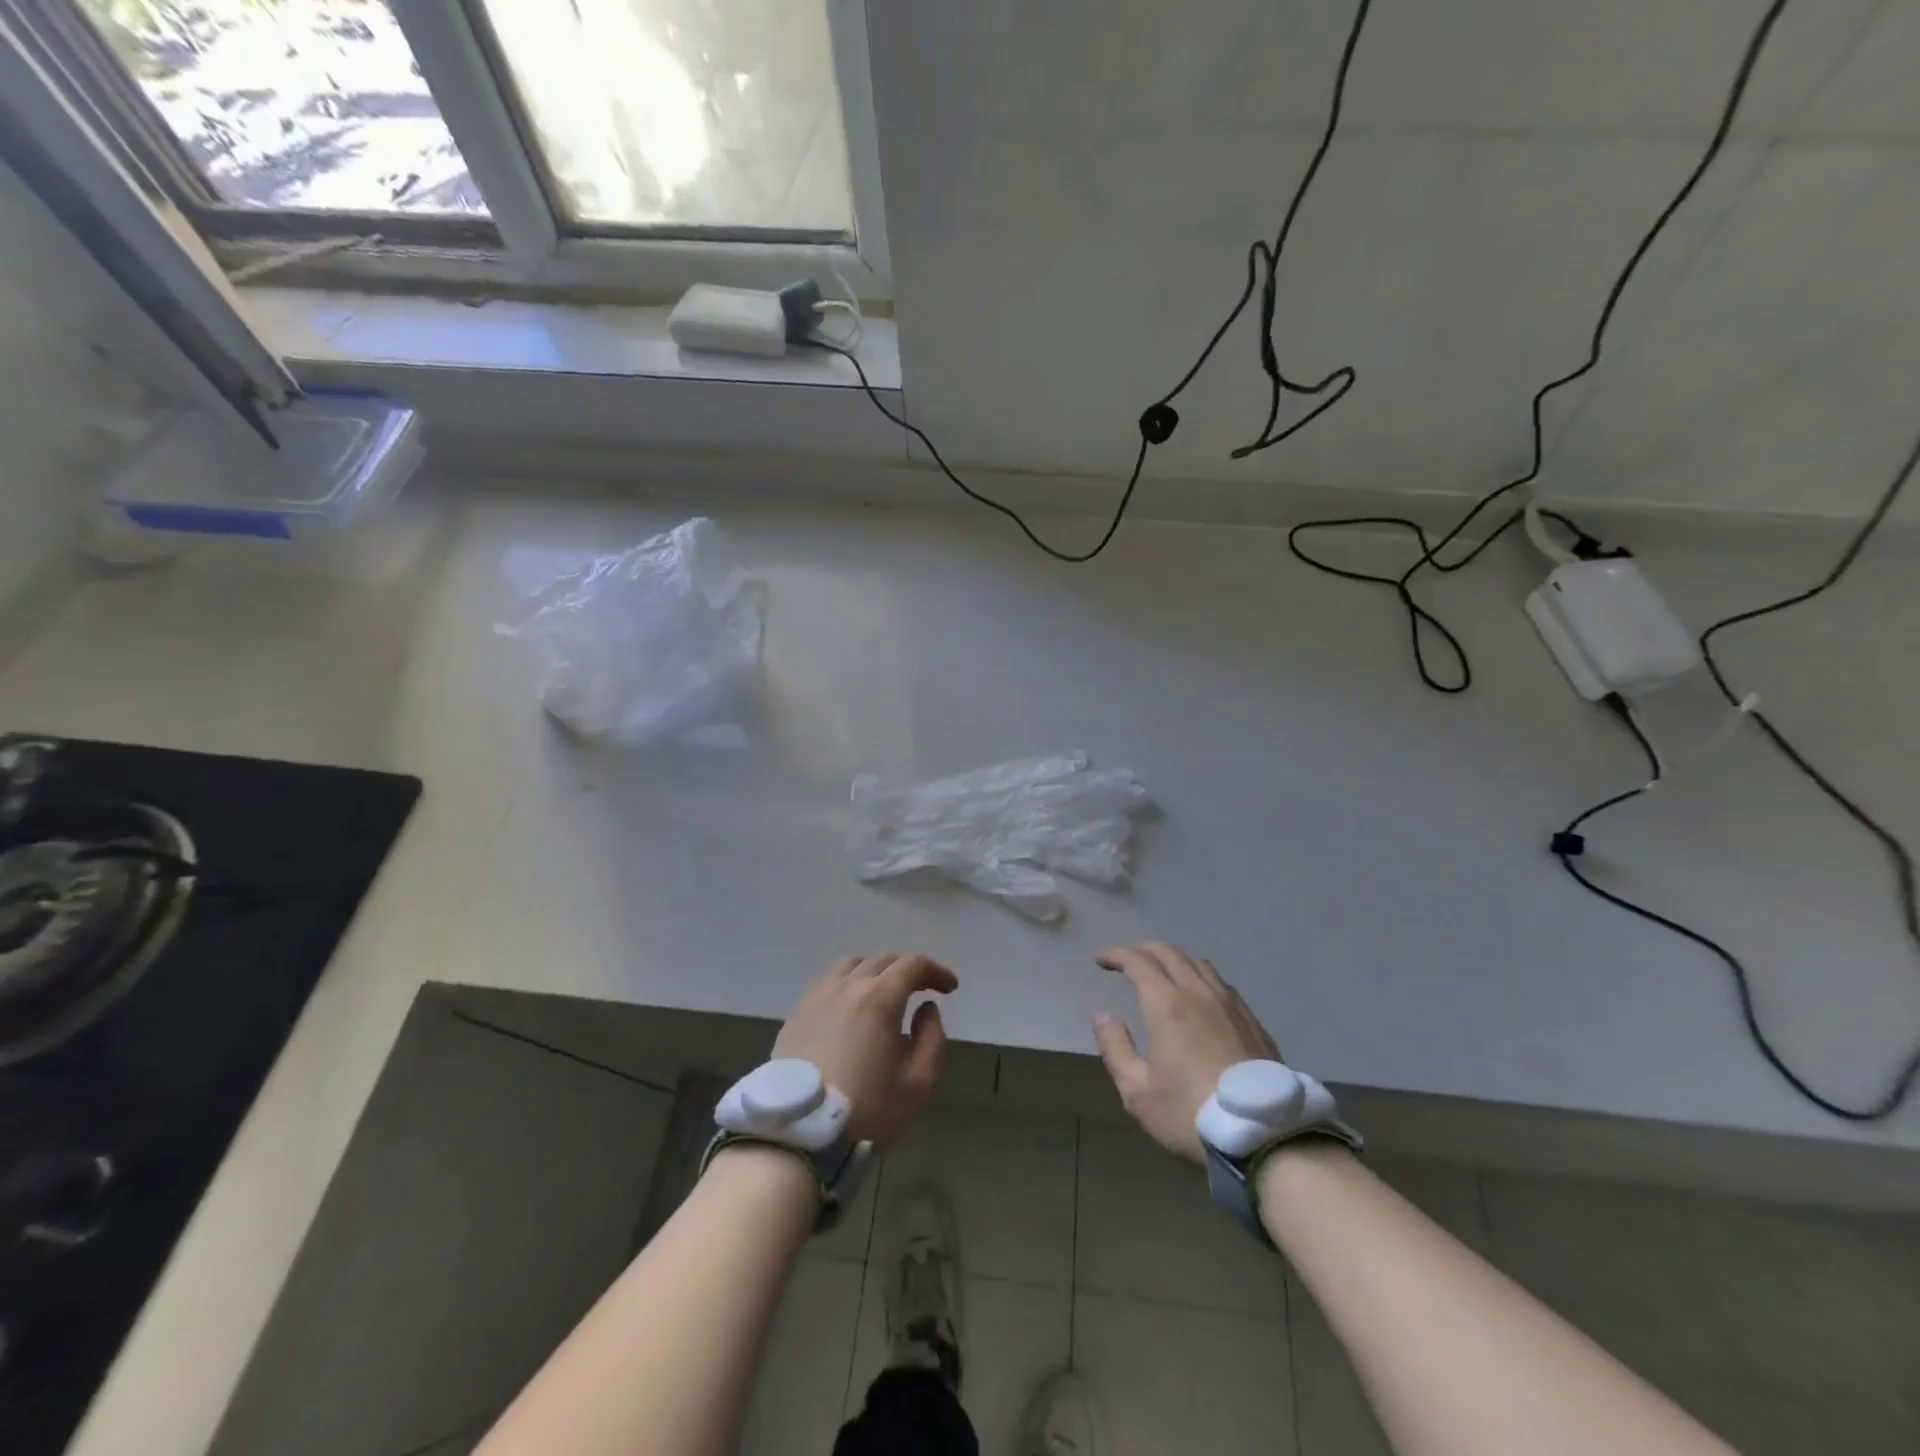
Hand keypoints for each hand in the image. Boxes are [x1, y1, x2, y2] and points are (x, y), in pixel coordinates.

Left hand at [773, 952, 956, 1147]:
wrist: (799, 1134)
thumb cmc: (866, 1109)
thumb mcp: (918, 1084)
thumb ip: (932, 1039)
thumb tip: (926, 1008)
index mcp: (879, 998)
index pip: (913, 965)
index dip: (936, 971)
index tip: (950, 987)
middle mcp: (847, 986)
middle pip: (882, 959)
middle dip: (908, 968)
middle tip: (922, 987)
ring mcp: (818, 996)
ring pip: (851, 964)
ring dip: (875, 969)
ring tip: (884, 990)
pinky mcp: (797, 1012)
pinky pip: (827, 982)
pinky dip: (848, 982)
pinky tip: (851, 1005)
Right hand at [1092, 942, 1279, 1163]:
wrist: (1264, 1137)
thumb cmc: (1191, 1114)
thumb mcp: (1138, 1092)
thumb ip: (1115, 1048)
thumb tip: (1102, 1015)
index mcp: (1167, 1004)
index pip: (1138, 961)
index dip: (1116, 954)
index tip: (1100, 960)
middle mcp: (1199, 993)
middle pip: (1169, 952)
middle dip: (1143, 949)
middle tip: (1126, 960)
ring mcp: (1230, 1004)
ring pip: (1199, 963)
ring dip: (1174, 959)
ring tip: (1162, 973)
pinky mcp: (1253, 1021)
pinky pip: (1221, 984)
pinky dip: (1200, 977)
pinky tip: (1199, 996)